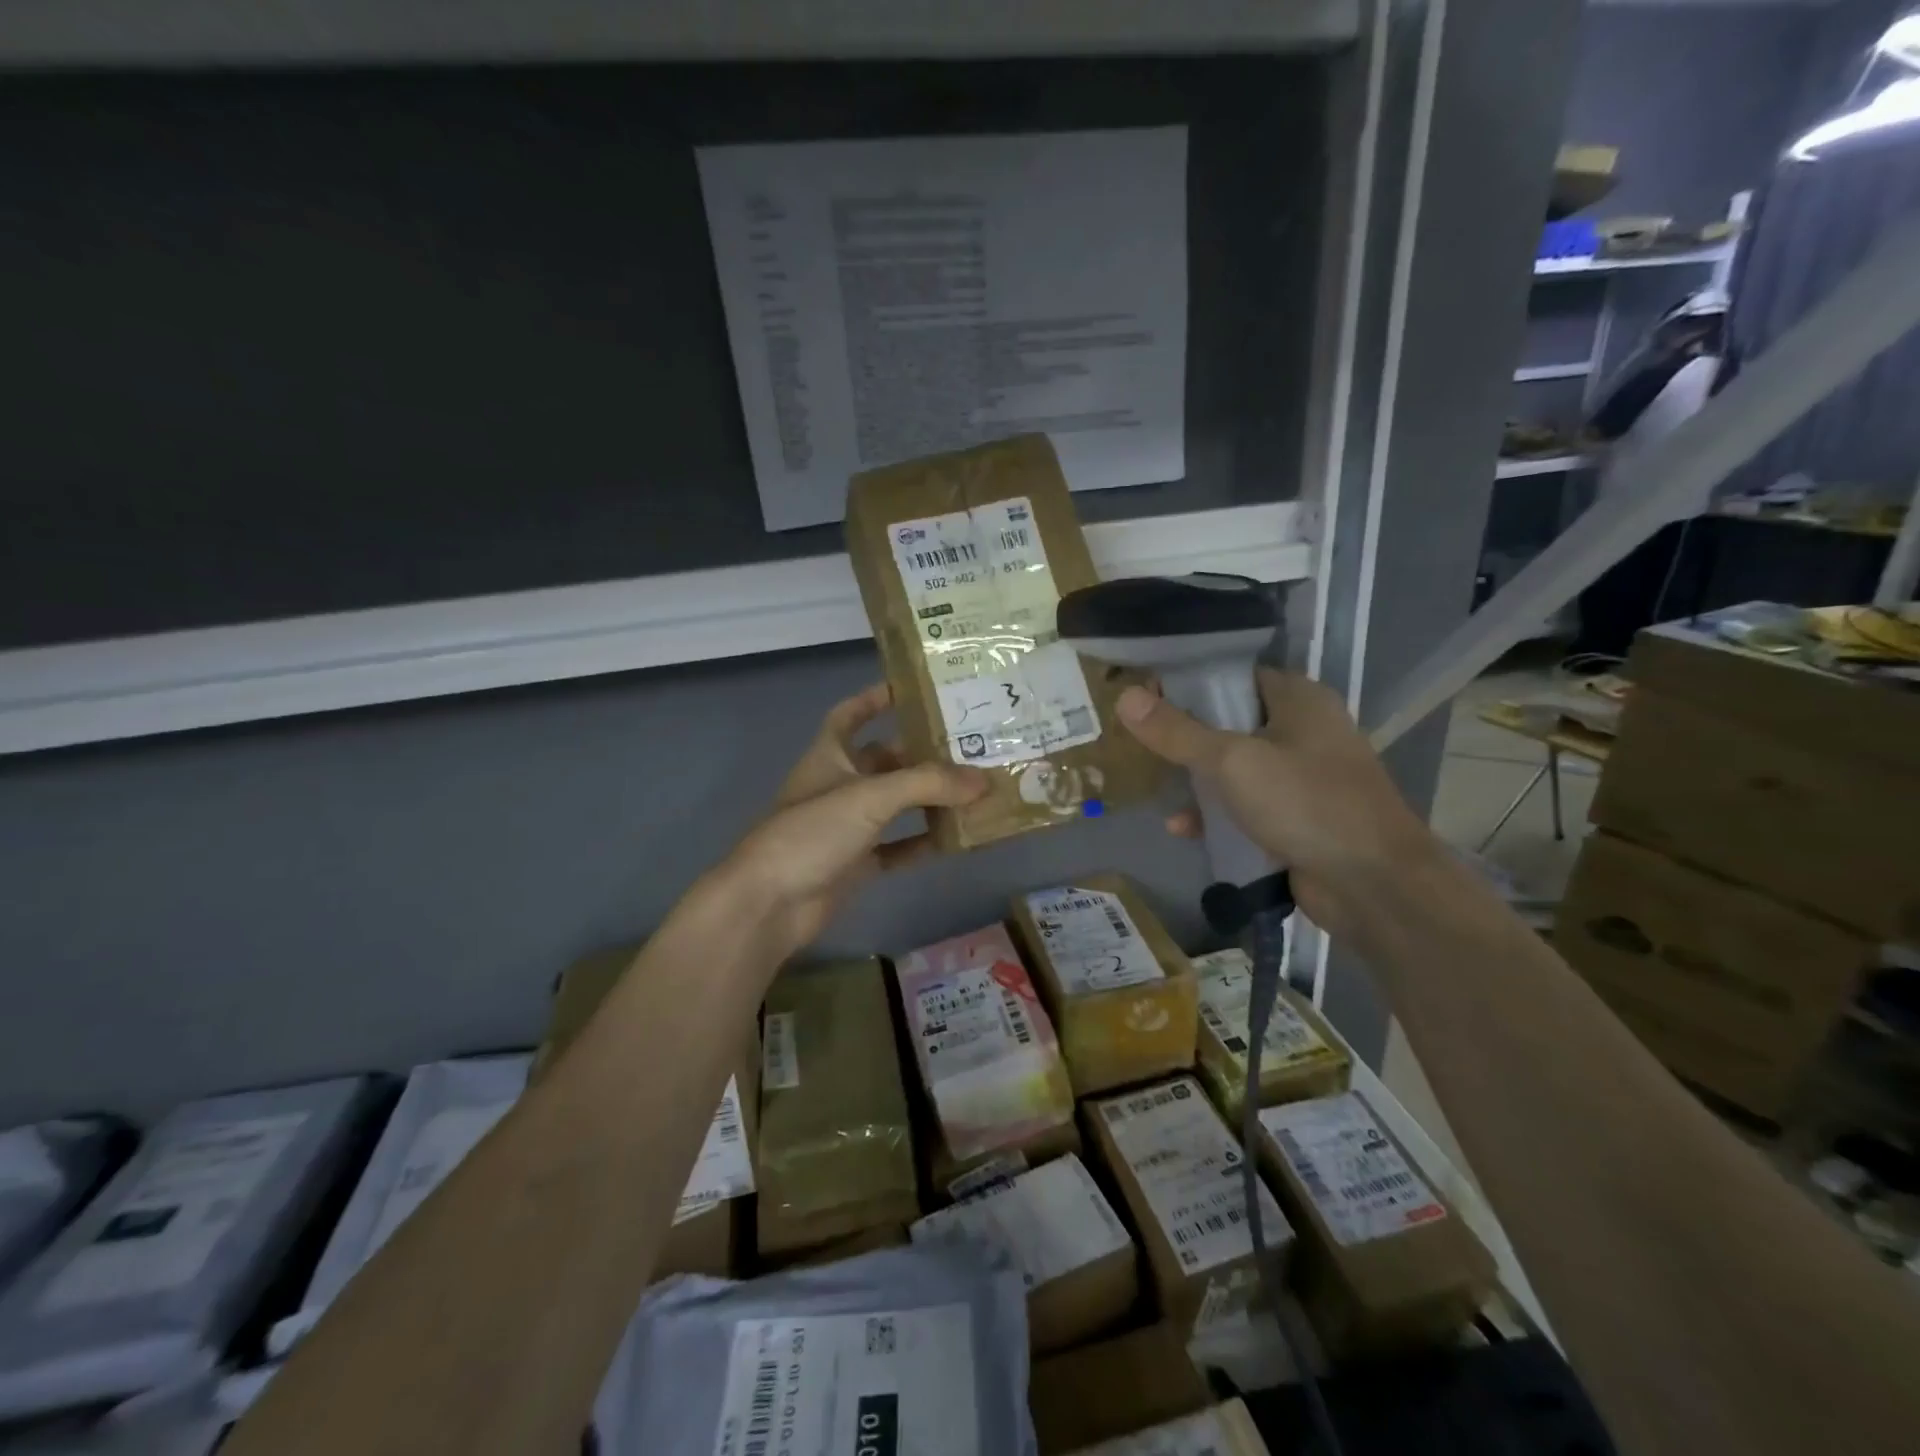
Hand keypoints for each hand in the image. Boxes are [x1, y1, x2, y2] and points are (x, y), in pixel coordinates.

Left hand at [722, 684, 988, 952]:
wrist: (770, 904)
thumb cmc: (812, 833)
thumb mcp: (870, 796)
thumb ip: (928, 784)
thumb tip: (984, 779)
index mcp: (829, 756)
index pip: (850, 715)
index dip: (875, 698)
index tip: (913, 689)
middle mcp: (839, 786)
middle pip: (885, 760)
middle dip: (922, 753)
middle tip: (970, 745)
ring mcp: (847, 827)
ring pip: (896, 804)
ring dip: (929, 798)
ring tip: (974, 789)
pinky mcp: (856, 863)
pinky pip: (898, 847)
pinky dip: (923, 841)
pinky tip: (956, 838)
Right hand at [1115, 669, 1439, 937]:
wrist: (1375, 885)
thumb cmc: (1306, 803)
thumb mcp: (1232, 762)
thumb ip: (1177, 732)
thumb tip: (1124, 697)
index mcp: (1298, 699)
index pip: (1234, 675)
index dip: (1188, 683)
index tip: (1145, 699)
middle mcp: (1303, 730)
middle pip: (1230, 722)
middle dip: (1186, 737)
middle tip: (1143, 744)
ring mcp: (1302, 777)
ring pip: (1235, 767)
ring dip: (1198, 780)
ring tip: (1158, 787)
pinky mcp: (1297, 818)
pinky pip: (1246, 806)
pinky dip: (1217, 814)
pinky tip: (1183, 829)